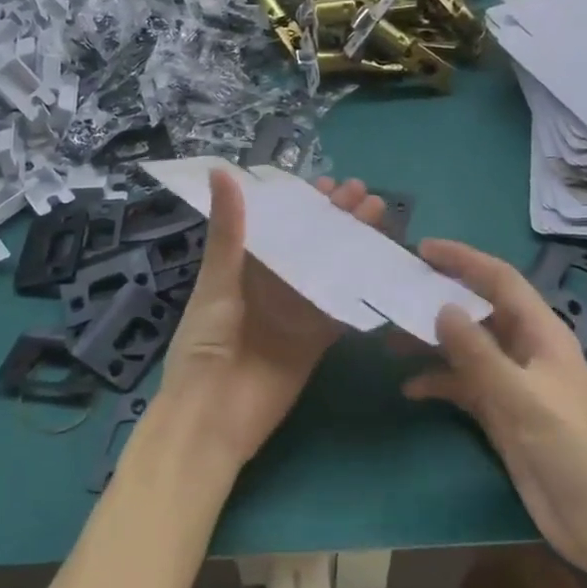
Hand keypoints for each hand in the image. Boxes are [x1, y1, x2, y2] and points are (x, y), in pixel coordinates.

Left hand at [153, 168, 385, 476]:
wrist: (212, 417)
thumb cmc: (204, 343)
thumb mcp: (217, 281)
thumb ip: (228, 230)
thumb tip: (222, 170)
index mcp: (243, 267)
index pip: (277, 225)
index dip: (301, 204)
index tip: (327, 182)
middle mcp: (272, 285)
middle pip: (309, 244)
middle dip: (335, 219)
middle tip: (363, 193)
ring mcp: (296, 312)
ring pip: (330, 269)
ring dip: (352, 244)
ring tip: (378, 216)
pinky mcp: (315, 339)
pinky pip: (340, 308)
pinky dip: (359, 287)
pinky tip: (381, 262)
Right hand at [404, 240, 586, 576]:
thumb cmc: (567, 447)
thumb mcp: (521, 397)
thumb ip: (478, 352)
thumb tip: (442, 308)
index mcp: (541, 332)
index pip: (500, 280)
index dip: (464, 259)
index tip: (424, 248)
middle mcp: (525, 347)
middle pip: (478, 308)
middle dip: (440, 296)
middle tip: (398, 287)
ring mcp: (511, 380)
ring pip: (466, 346)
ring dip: (432, 341)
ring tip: (392, 337)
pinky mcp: (500, 409)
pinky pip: (462, 383)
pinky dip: (438, 381)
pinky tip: (410, 388)